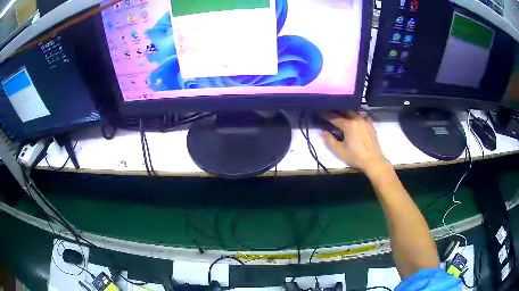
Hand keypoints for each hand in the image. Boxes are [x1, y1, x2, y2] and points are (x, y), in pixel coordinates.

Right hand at [322, 111, 388, 172]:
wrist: (373, 161)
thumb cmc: (356, 157)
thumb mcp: (339, 151)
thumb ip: (329, 140)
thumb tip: (323, 131)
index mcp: (348, 124)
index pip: (334, 117)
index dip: (325, 115)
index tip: (319, 112)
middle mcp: (357, 118)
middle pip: (344, 111)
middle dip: (335, 111)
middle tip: (329, 113)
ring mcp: (365, 120)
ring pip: (353, 111)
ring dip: (345, 111)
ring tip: (340, 114)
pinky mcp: (370, 124)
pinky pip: (361, 115)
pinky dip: (355, 114)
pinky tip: (353, 118)